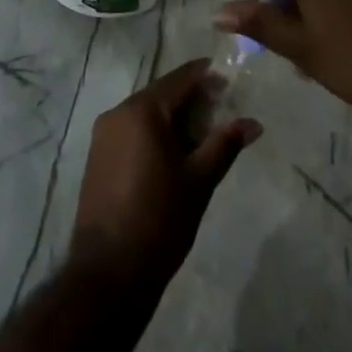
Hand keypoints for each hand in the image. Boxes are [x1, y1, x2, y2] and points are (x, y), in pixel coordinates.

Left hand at [69, 60, 260, 290]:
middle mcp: (118, 112)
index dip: (207, 76)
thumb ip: (225, 144)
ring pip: (146, 113)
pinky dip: (154, 134)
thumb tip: (254, 123)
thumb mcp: (199, 180)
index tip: (229, 80)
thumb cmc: (159, 220)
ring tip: (203, 137)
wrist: (107, 275)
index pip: (180, 79)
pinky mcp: (97, 157)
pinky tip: (174, 155)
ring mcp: (103, 135)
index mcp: (142, 110)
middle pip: (162, 94)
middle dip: (192, 100)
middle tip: (221, 113)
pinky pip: (132, 131)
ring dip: (173, 118)